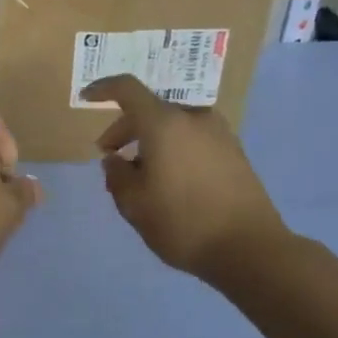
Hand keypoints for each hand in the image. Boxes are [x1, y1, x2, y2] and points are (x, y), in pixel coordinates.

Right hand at [83, 75, 288, 282]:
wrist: (251, 249)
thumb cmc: (183, 223)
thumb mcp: (134, 204)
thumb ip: (116, 176)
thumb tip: (114, 160)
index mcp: (165, 123)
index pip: (128, 89)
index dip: (103, 89)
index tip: (86, 97)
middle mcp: (194, 118)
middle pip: (151, 109)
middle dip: (125, 128)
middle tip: (110, 156)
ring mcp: (219, 133)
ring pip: (173, 124)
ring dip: (151, 140)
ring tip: (139, 173)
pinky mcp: (234, 152)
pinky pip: (193, 138)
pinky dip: (173, 147)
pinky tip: (169, 178)